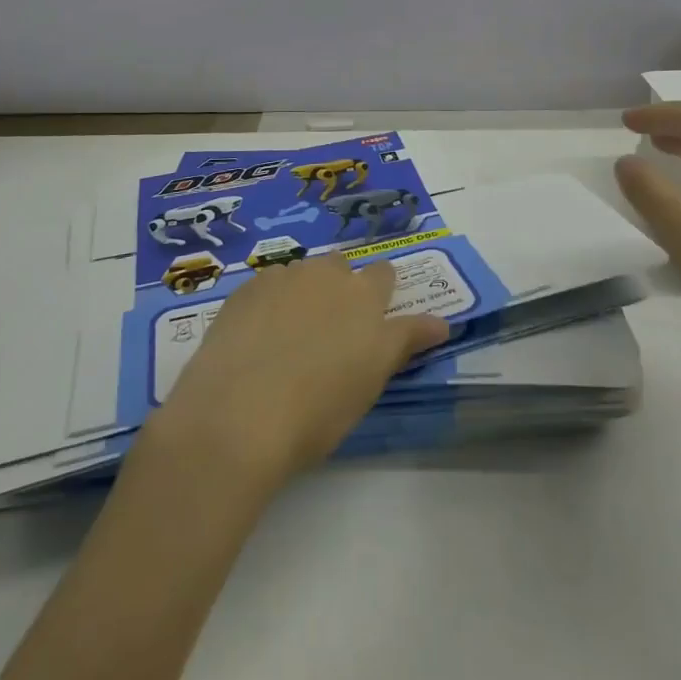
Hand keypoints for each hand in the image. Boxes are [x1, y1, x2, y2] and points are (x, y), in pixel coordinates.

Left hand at [139, 255, 450, 490]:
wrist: (239, 414)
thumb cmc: (317, 410)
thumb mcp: (370, 382)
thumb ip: (404, 342)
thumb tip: (441, 323)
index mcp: (363, 296)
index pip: (384, 275)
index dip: (381, 292)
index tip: (374, 318)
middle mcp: (326, 274)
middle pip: (340, 266)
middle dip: (340, 287)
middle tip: (330, 331)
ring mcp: (282, 277)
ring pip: (302, 274)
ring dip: (303, 293)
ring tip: (289, 336)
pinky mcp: (246, 289)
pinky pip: (267, 285)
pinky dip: (269, 303)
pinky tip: (256, 337)